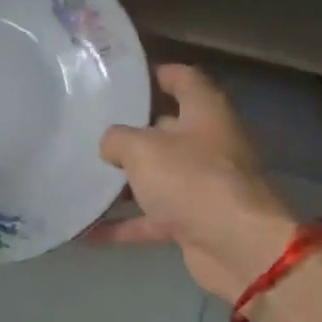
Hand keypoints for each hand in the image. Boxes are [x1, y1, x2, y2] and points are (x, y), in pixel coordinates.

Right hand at [90, 64, 300, 301]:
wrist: (238, 248)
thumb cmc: (192, 180)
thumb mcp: (142, 148)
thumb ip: (118, 139)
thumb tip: (110, 145)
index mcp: (205, 112)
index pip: (184, 79)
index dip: (157, 73)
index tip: (124, 78)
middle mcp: (208, 144)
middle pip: (167, 129)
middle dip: (131, 130)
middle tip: (90, 127)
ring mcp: (203, 186)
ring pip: (158, 176)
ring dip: (124, 181)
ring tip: (83, 174)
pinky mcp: (194, 222)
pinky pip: (152, 218)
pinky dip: (124, 224)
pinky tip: (87, 230)